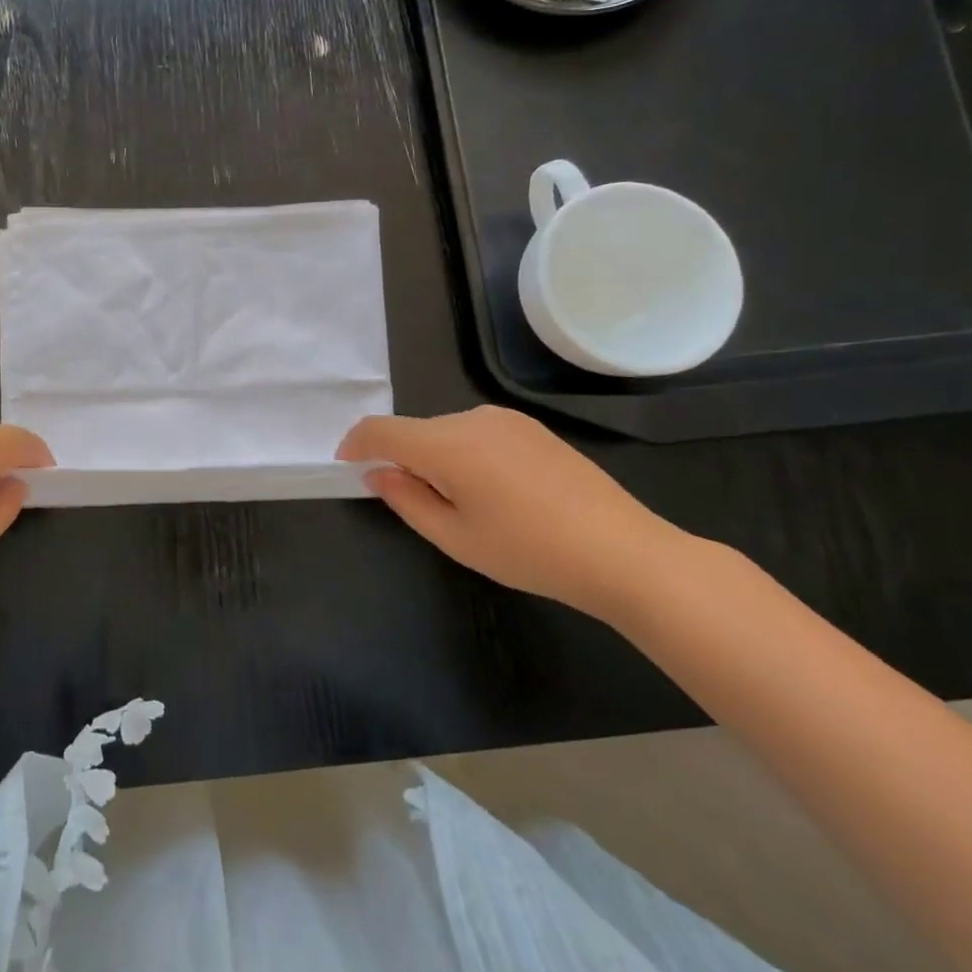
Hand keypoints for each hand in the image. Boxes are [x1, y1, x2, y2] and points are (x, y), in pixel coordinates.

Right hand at [337, 406, 703, 619]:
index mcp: (446, 443)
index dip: (355, 445)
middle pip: (415, 431)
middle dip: (401, 460)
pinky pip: (478, 434)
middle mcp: (471, 418)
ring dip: (435, 459)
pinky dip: (465, 456)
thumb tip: (377, 473)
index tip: (347, 469)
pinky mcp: (533, 429)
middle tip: (415, 506)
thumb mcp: (455, 538)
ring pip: (447, 433)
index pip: (380, 429)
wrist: (624, 553)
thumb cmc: (529, 551)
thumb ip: (405, 499)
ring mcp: (506, 420)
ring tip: (464, 507)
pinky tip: (496, 495)